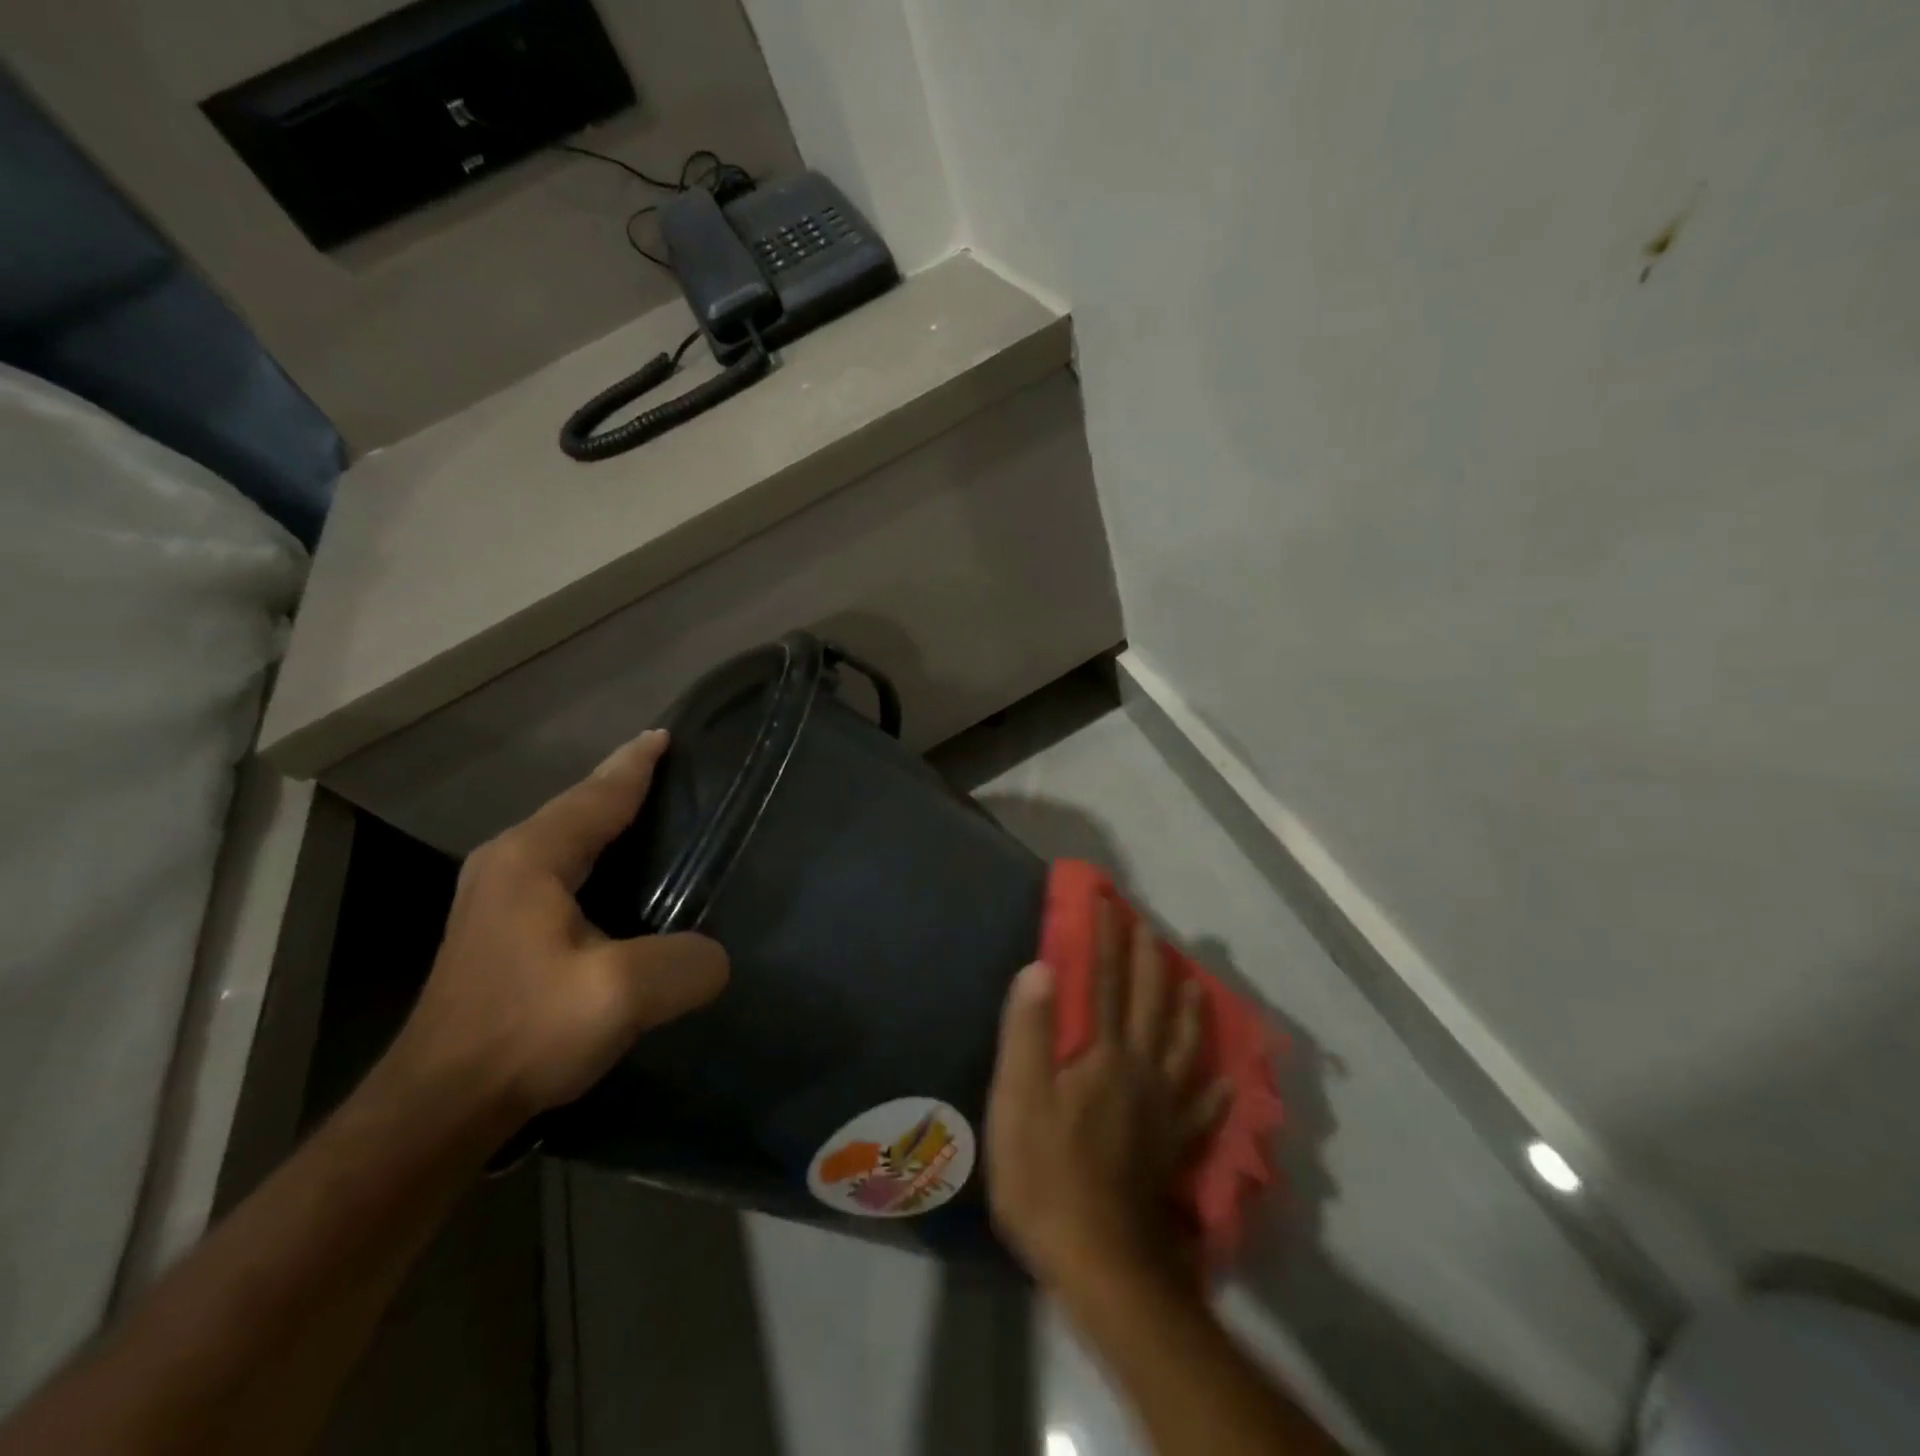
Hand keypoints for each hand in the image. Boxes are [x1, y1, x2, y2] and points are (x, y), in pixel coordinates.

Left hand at [388, 730, 729, 1134]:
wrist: (437, 1109)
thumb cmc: (524, 1032)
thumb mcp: (620, 995)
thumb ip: (685, 963)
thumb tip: (715, 957)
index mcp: (531, 858)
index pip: (597, 795)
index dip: (636, 765)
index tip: (667, 735)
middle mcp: (508, 864)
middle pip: (578, 808)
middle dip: (624, 785)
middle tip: (673, 771)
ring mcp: (498, 898)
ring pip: (568, 838)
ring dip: (609, 821)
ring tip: (657, 816)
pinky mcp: (502, 931)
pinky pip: (563, 870)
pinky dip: (598, 857)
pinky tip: (624, 878)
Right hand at [985, 903, 1228, 1297]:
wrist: (1103, 1264)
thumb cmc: (1048, 1178)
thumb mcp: (1019, 1100)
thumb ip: (1029, 1032)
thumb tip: (1041, 966)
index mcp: (1103, 1055)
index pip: (1104, 982)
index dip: (1105, 939)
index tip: (1106, 901)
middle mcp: (1142, 1071)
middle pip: (1150, 1004)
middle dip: (1148, 960)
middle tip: (1148, 926)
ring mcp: (1166, 1112)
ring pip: (1185, 1047)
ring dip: (1188, 1009)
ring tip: (1196, 983)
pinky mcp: (1176, 1150)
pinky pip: (1203, 1110)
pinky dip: (1216, 1089)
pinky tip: (1228, 1080)